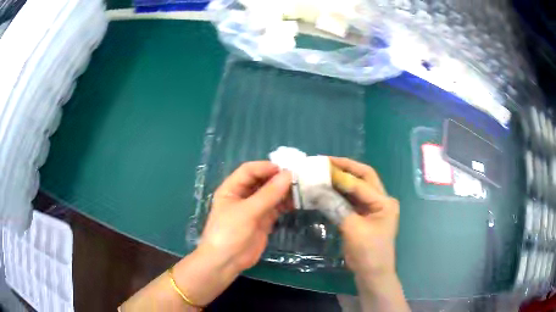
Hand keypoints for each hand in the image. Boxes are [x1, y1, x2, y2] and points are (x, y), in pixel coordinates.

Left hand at [200, 161, 291, 272]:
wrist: (226, 262)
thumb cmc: (230, 232)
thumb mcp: (247, 211)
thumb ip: (268, 194)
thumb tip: (288, 175)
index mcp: (232, 188)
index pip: (249, 170)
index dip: (265, 167)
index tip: (285, 169)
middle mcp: (243, 195)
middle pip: (261, 180)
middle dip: (277, 178)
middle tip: (298, 177)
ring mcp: (254, 208)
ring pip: (271, 194)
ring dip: (284, 191)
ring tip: (301, 188)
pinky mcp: (263, 220)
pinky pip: (276, 207)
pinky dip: (286, 204)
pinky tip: (297, 202)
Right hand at [331, 157, 408, 311]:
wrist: (372, 273)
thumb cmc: (368, 252)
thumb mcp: (353, 229)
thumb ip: (337, 208)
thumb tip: (318, 190)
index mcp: (384, 202)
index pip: (362, 183)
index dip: (342, 176)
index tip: (322, 168)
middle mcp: (381, 200)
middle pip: (364, 177)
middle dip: (347, 167)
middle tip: (327, 162)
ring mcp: (373, 208)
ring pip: (357, 187)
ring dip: (343, 179)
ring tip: (324, 172)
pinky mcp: (364, 215)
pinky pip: (352, 199)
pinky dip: (340, 193)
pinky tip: (327, 190)